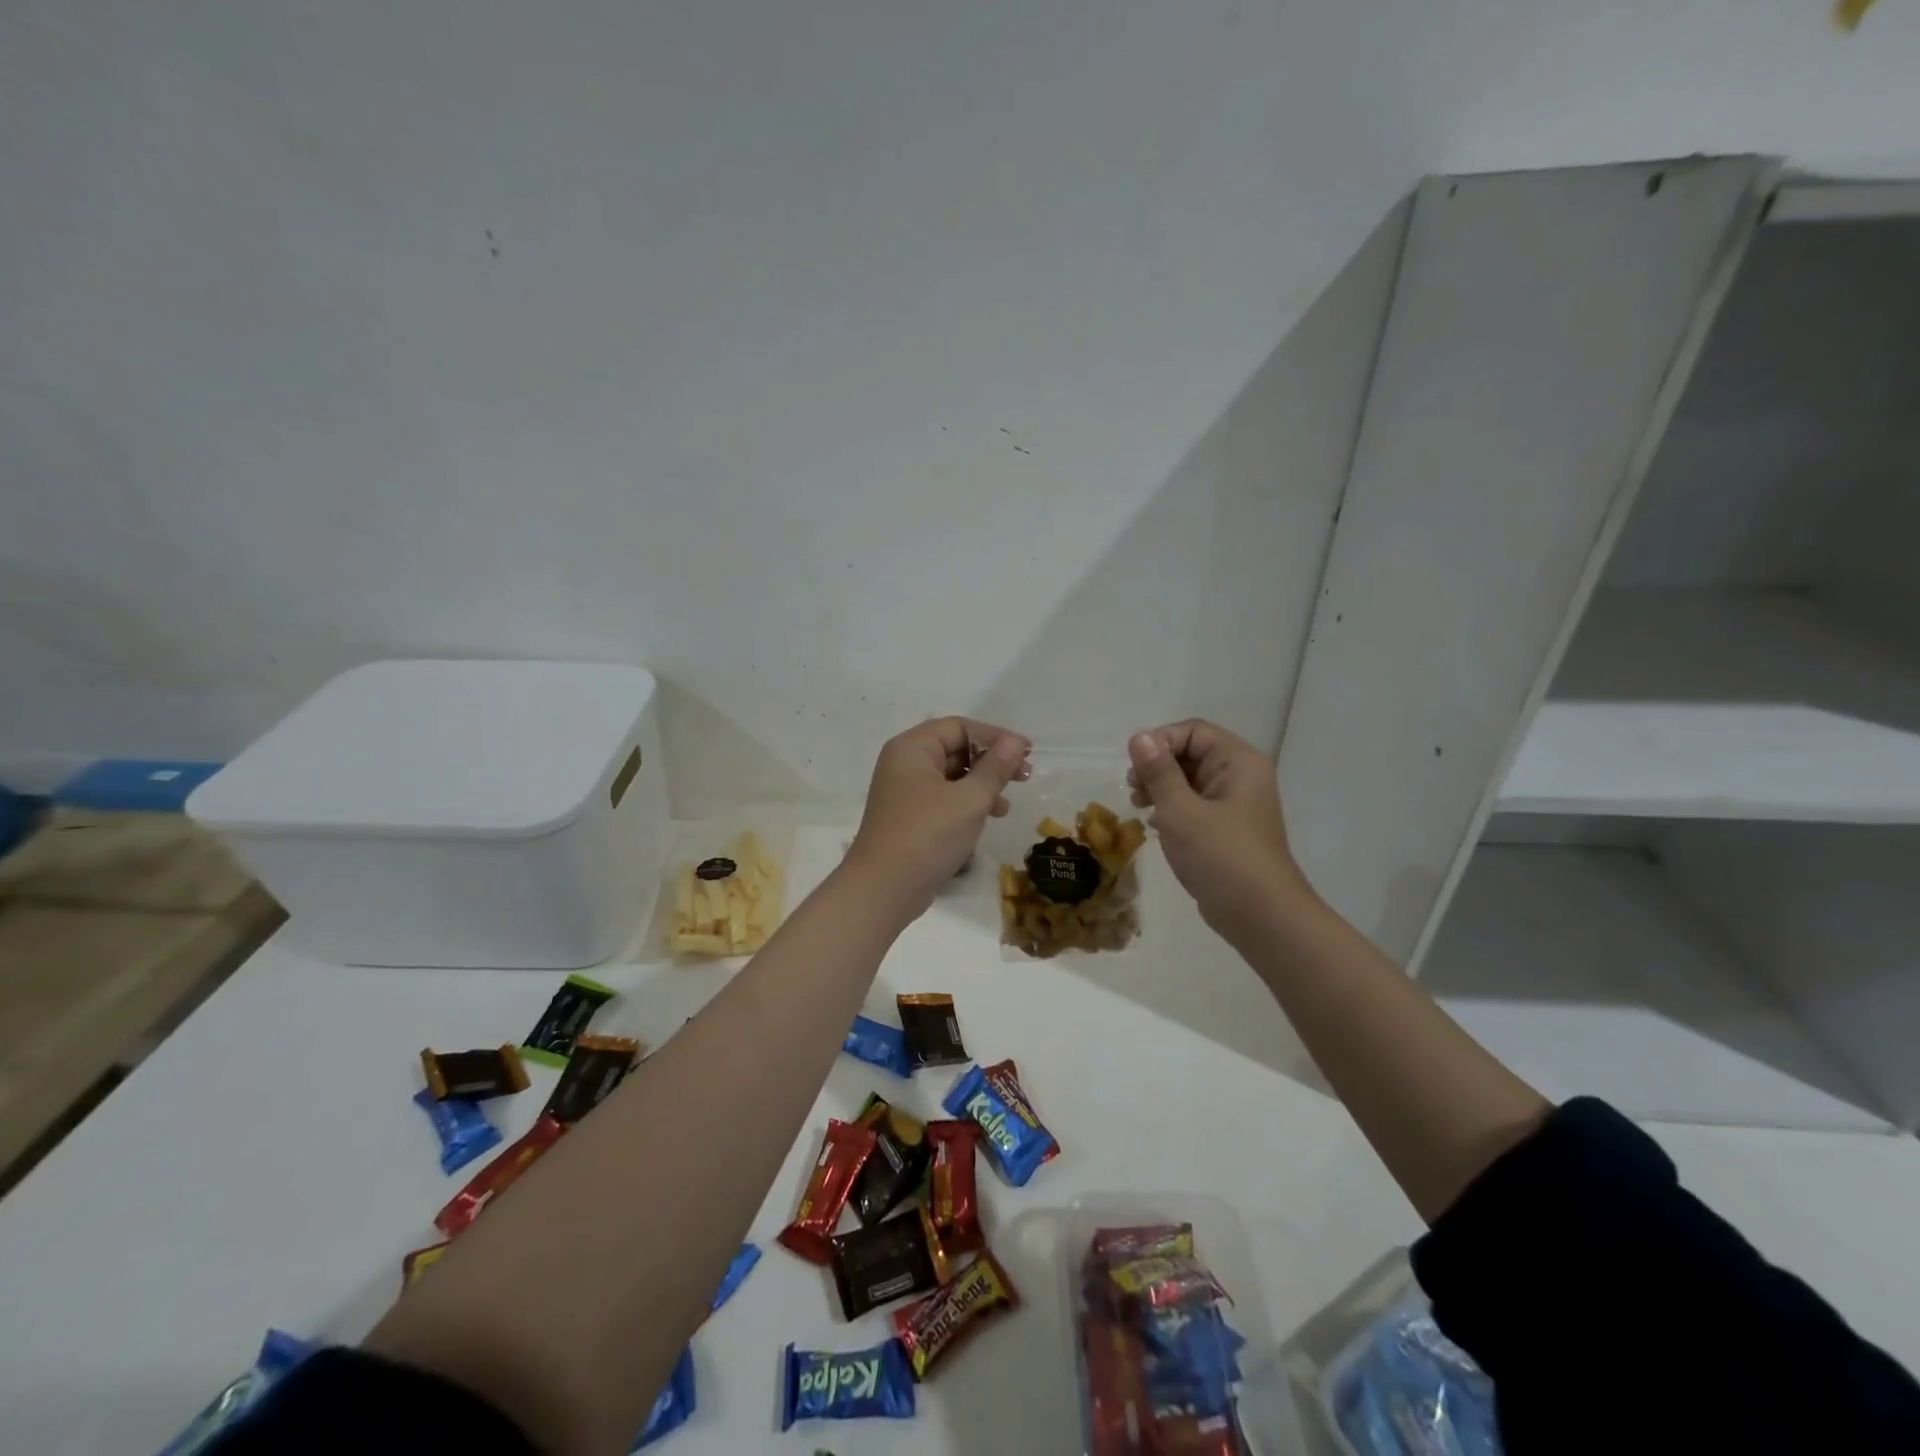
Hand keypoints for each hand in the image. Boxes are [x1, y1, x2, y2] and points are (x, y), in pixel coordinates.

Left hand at [847, 717, 1030, 920]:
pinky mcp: (910, 817)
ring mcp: (905, 792)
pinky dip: (968, 803)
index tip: (1027, 752)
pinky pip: (944, 798)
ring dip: (983, 784)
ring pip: (952, 776)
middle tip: (1025, 777)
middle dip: (991, 762)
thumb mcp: (969, 800)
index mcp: (912, 748)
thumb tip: (1016, 742)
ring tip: (1008, 804)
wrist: (884, 889)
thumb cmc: (927, 835)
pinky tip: (989, 818)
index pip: (959, 727)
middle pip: (955, 749)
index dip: (995, 736)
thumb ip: (995, 768)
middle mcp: (905, 763)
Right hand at [1127, 720, 1311, 942]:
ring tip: (1139, 807)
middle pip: (1191, 753)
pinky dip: (1172, 808)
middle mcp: (1241, 776)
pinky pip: (1195, 805)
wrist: (1261, 917)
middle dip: (1157, 766)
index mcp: (1238, 762)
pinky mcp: (1227, 830)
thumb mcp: (1181, 811)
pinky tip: (1154, 825)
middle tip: (1134, 790)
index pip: (1192, 731)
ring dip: (1161, 788)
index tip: (1135, 769)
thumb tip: (1139, 737)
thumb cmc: (1221, 857)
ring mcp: (1235, 805)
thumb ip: (1159, 771)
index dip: (1159, 742)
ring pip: (1190, 780)